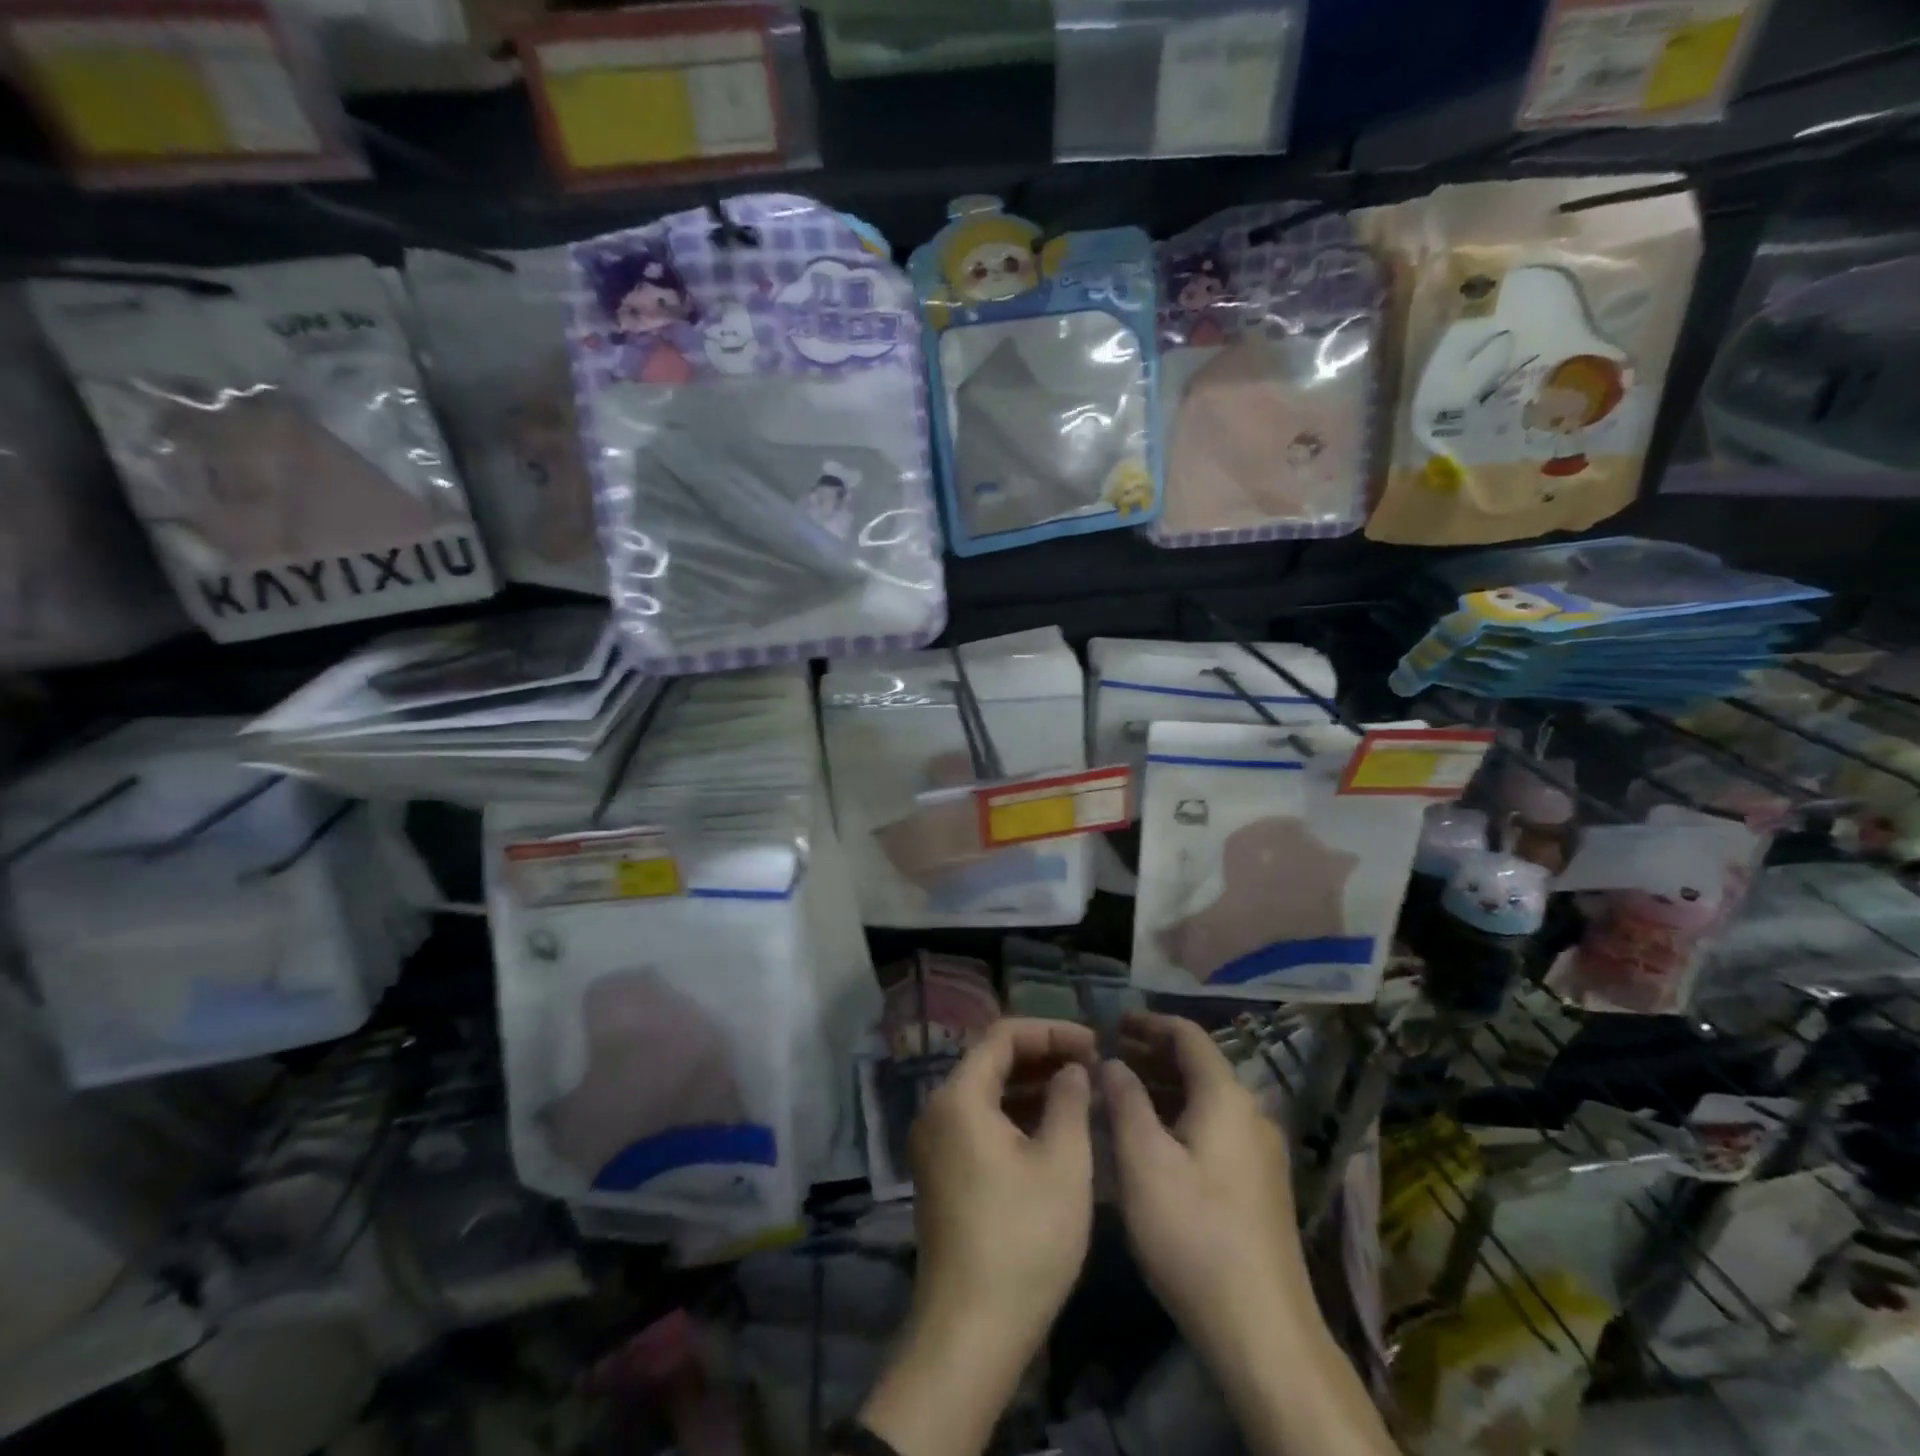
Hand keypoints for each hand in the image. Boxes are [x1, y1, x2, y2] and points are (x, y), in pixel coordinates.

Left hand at [910, 1016, 1096, 1355]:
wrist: (970, 1333)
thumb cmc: (1023, 1240)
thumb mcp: (1062, 1164)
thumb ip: (1070, 1101)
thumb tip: (1071, 1069)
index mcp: (959, 1097)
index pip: (1004, 1035)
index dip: (1052, 1031)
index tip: (1094, 1044)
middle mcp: (937, 1110)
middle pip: (991, 1060)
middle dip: (1043, 1056)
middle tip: (1091, 1066)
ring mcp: (935, 1144)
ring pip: (987, 1093)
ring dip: (1031, 1086)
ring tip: (1080, 1092)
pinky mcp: (942, 1173)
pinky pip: (980, 1122)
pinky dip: (1015, 1116)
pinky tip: (1052, 1129)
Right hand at [1103, 1014, 1317, 1374]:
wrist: (1263, 1333)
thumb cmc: (1194, 1234)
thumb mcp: (1143, 1161)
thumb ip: (1124, 1100)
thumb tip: (1112, 1062)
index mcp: (1226, 1097)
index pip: (1187, 1035)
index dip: (1148, 1023)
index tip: (1111, 1023)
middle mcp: (1251, 1114)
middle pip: (1198, 1066)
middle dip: (1151, 1056)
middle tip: (1106, 1058)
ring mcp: (1261, 1153)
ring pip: (1205, 1100)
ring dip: (1163, 1089)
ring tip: (1119, 1096)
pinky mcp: (1261, 1187)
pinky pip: (1214, 1129)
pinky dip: (1179, 1118)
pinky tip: (1151, 1141)